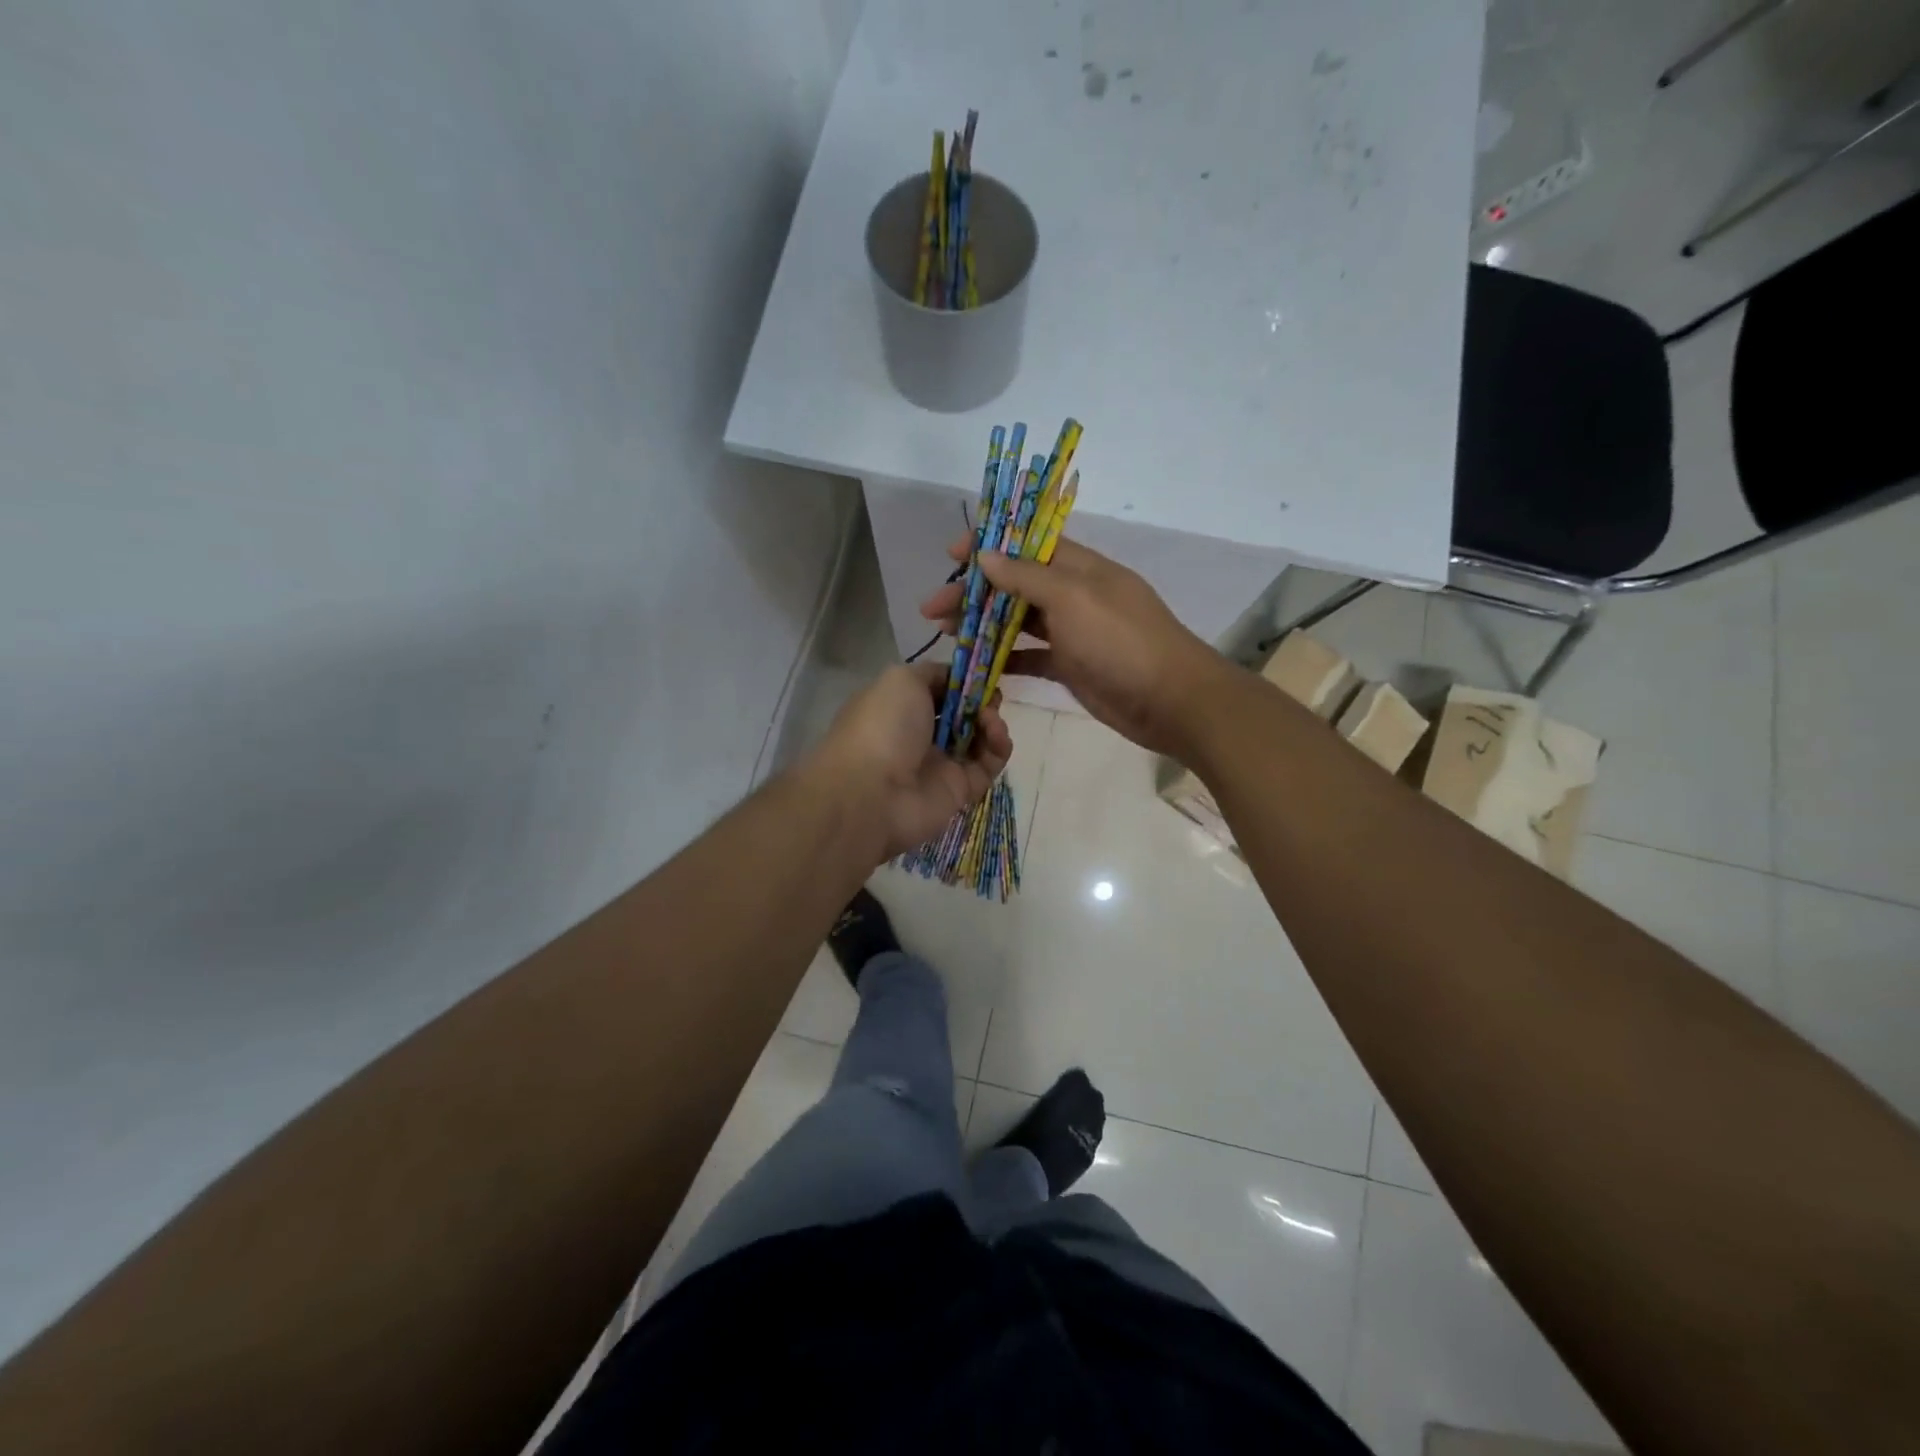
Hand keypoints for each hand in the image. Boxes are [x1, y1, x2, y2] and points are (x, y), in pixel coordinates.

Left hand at [808, 662, 1012, 860]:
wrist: (873, 794)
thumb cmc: (883, 727)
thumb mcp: (900, 680)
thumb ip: (932, 673)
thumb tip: (954, 678)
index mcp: (899, 708)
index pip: (937, 691)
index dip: (960, 682)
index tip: (979, 675)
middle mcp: (918, 736)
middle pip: (960, 715)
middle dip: (979, 702)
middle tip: (991, 697)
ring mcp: (940, 764)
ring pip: (978, 739)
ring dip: (991, 723)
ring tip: (990, 719)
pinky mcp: (961, 790)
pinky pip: (988, 765)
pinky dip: (998, 748)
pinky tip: (997, 737)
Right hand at [920, 536, 1226, 757]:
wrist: (1170, 701)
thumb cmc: (1122, 642)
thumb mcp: (1074, 599)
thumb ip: (1028, 577)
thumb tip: (986, 556)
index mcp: (1080, 568)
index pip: (1028, 545)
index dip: (990, 546)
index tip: (951, 554)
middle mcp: (1074, 595)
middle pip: (1016, 584)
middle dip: (975, 592)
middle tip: (932, 607)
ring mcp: (1073, 633)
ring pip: (1019, 621)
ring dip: (983, 624)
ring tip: (946, 631)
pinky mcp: (1072, 666)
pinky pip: (1031, 657)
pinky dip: (1006, 658)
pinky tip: (977, 664)